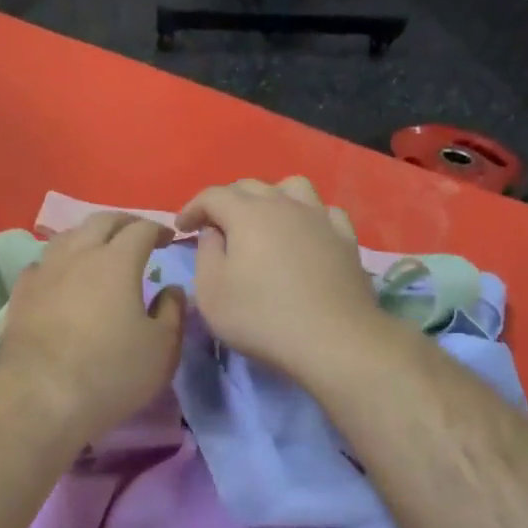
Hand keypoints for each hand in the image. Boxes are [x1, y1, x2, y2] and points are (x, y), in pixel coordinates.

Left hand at [0, 213, 185, 449]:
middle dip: (124, 222)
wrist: (39, 397)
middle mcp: (78, 255)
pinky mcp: (21, 294)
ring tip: (99, 249)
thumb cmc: (111, 372)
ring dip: (89, 236)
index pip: (140, 229)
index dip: (158, 229)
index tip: (168, 239)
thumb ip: (172, 312)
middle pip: (101, 221)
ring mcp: (44, 272)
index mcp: (117, 261)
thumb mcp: (161, 349)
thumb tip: (171, 289)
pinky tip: (61, 276)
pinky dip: (59, 262)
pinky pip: (42, 264)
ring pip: (67, 237)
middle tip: (138, 233)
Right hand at [175, 177, 378, 384]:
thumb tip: (214, 232)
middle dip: (226, 201)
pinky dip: (307, 216)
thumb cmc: (261, 317)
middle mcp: (284, 204)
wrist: (333, 340)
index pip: (212, 195)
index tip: (181, 228)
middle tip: (215, 228)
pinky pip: (324, 212)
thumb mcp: (211, 291)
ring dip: (270, 198)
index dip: (192, 208)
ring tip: (263, 222)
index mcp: (247, 213)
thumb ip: (206, 253)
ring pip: (292, 188)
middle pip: (250, 187)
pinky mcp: (346, 239)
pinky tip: (304, 235)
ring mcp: (320, 218)